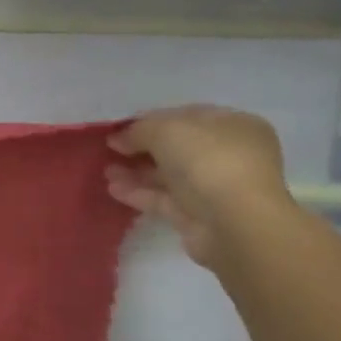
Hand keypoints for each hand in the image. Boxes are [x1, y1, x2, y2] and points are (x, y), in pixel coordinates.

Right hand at [106, 104, 295, 267]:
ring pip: (168, 175)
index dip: (152, 120)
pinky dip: (139, 193)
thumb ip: (139, 129)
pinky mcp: (198, 216)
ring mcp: (214, 188)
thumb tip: (118, 138)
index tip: (121, 128)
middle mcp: (229, 155)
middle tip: (109, 150)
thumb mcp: (167, 130)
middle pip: (177, 147)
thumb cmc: (208, 161)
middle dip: (141, 148)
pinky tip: (113, 189)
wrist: (234, 224)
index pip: (187, 116)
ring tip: (105, 171)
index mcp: (234, 125)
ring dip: (136, 172)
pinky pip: (164, 199)